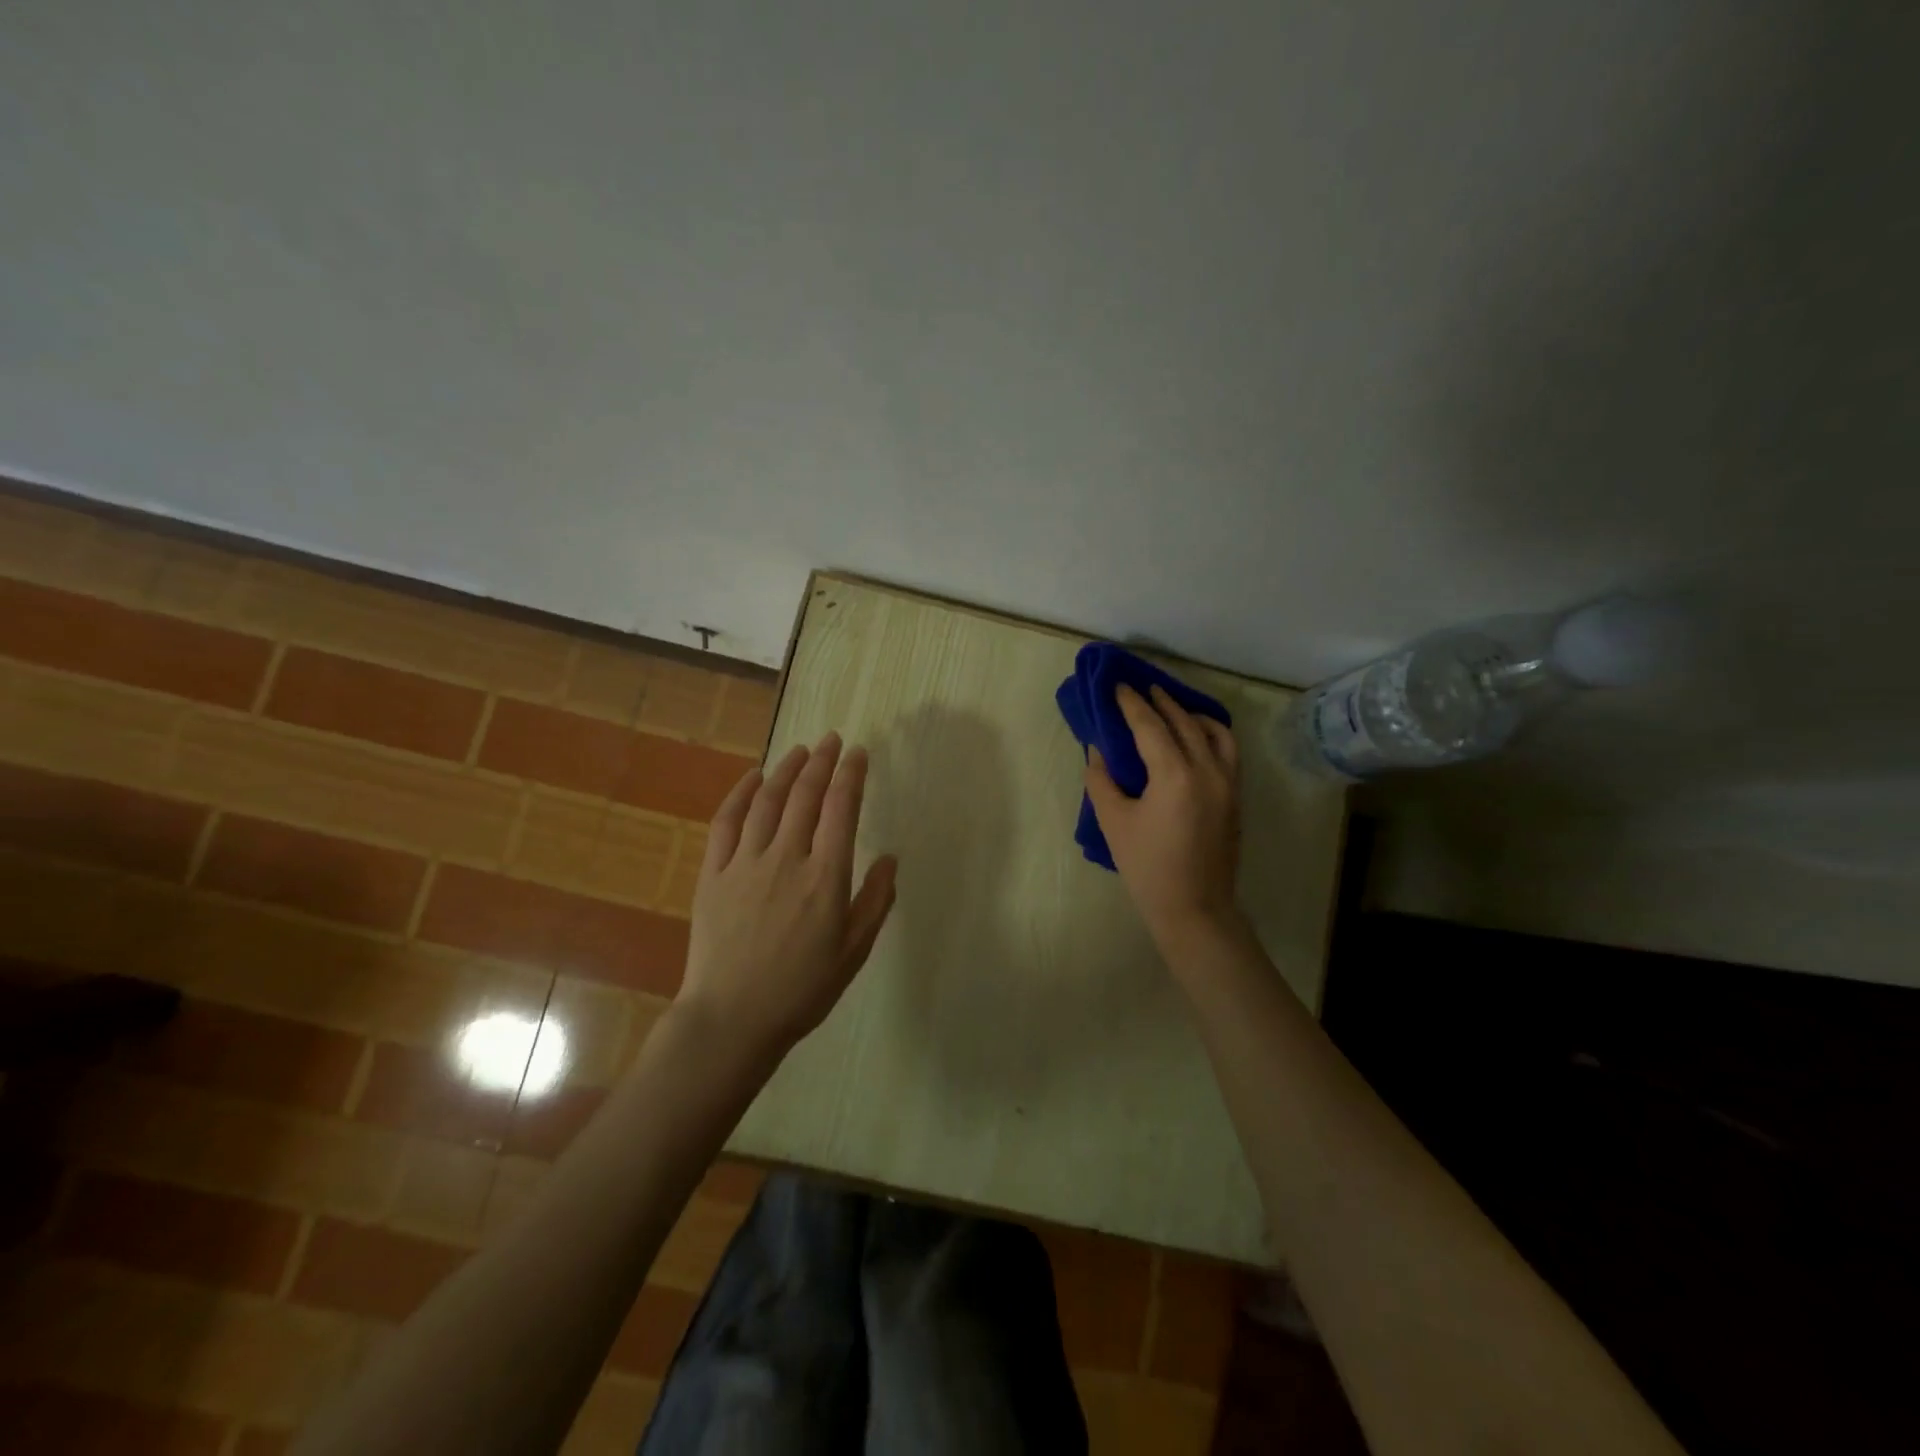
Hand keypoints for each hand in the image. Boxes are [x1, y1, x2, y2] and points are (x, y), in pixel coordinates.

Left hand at [678, 733, 897, 1063]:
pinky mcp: (713, 873)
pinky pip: (726, 822)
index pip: (841, 809)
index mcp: (825, 878)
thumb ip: (875, 901)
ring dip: (786, 770)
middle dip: (822, 762)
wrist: (731, 1018)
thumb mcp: (853, 952)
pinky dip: (740, 793)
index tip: (859, 753)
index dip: (851, 775)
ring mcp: (745, 863)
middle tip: (832, 740)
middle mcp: (786, 859)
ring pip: (767, 801)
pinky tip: (752, 777)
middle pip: (805, 795)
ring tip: (800, 751)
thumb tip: (890, 857)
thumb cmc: (801, 990)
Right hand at [1085, 684, 1241, 942]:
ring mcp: (1228, 782)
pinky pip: (1228, 750)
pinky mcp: (1235, 796)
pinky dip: (1211, 733)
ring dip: (1190, 713)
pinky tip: (1196, 735)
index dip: (1131, 703)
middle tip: (1140, 688)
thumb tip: (1097, 750)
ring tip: (1170, 707)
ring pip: (1214, 731)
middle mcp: (1207, 769)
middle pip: (1183, 721)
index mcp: (1174, 775)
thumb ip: (1102, 779)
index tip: (1117, 685)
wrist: (1194, 908)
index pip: (1150, 725)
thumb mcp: (1114, 821)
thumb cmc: (1147, 867)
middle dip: (1160, 701)